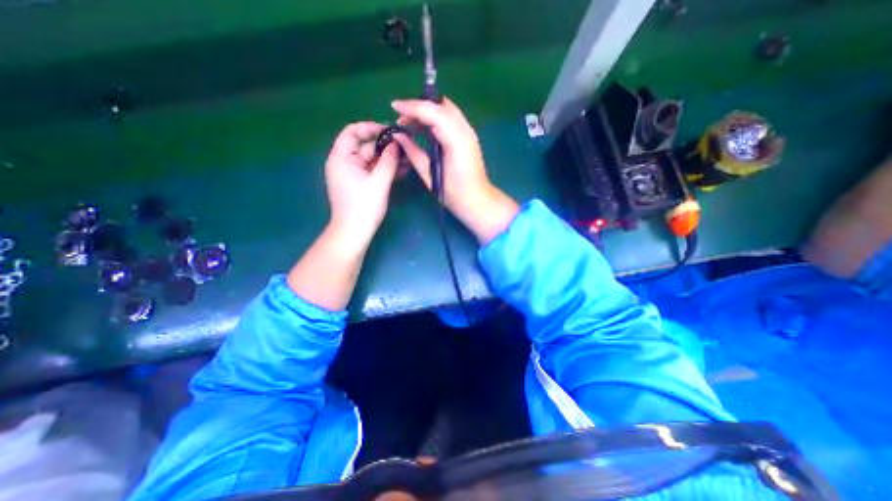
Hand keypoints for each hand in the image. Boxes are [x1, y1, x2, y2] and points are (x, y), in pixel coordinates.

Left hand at [326, 124, 398, 243]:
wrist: (354, 232)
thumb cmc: (364, 206)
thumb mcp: (379, 181)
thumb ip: (389, 160)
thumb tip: (397, 143)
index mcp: (341, 157)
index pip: (353, 131)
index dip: (371, 128)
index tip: (391, 132)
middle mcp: (345, 162)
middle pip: (365, 146)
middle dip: (385, 146)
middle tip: (405, 147)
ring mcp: (352, 174)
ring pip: (372, 160)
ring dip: (388, 159)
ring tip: (408, 158)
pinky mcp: (360, 184)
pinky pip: (373, 171)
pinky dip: (385, 169)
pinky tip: (402, 169)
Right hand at [389, 96, 519, 243]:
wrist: (477, 200)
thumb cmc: (453, 193)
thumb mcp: (429, 175)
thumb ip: (413, 152)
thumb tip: (398, 136)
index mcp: (455, 140)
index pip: (432, 112)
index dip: (412, 107)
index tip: (393, 107)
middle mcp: (465, 130)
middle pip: (441, 106)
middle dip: (419, 107)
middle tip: (402, 119)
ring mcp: (469, 132)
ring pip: (446, 109)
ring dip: (427, 111)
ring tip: (410, 123)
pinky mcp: (468, 136)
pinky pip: (450, 118)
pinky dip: (436, 117)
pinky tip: (425, 128)